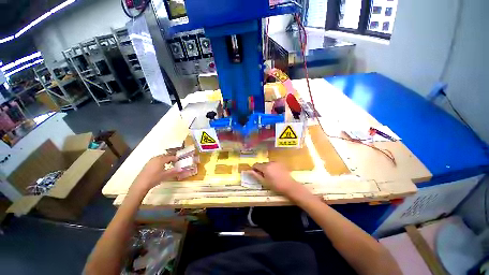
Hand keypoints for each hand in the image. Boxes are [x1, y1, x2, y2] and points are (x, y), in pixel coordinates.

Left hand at [131, 154, 181, 193]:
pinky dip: (160, 161)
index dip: (175, 158)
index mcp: (161, 159)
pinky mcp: (147, 164)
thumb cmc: (154, 178)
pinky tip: (160, 166)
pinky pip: (155, 160)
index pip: (170, 157)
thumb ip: (174, 171)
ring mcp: (150, 161)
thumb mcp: (165, 175)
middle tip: (174, 161)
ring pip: (159, 157)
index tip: (179, 159)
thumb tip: (182, 169)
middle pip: (164, 156)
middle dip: (170, 158)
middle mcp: (155, 158)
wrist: (141, 184)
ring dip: (164, 159)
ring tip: (168, 163)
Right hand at [250, 162, 303, 196]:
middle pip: (262, 164)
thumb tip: (250, 171)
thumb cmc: (275, 185)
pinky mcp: (281, 163)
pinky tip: (276, 173)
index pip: (256, 164)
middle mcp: (270, 162)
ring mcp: (276, 162)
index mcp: (265, 167)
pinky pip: (273, 164)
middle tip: (263, 176)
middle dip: (260, 169)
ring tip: (270, 175)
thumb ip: (256, 175)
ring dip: (266, 168)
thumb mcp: (264, 182)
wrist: (289, 186)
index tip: (255, 173)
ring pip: (268, 164)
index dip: (254, 168)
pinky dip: (272, 167)